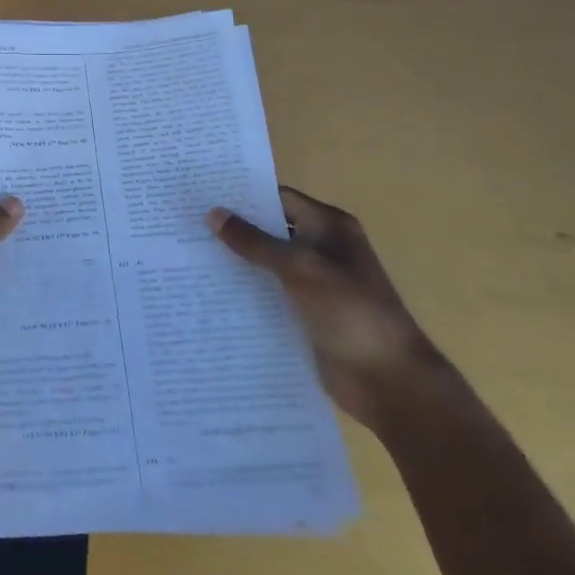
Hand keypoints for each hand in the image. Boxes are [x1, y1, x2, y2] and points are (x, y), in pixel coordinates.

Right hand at [208, 186, 439, 431]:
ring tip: (187, 256)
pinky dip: (245, 293)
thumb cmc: (350, 312)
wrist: (389, 381)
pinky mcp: (306, 315)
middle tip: (185, 224)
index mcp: (330, 228)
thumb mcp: (300, 268)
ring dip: (236, 263)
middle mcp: (322, 249)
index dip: (243, 196)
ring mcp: (314, 284)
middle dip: (234, 229)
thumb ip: (255, 242)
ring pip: (266, 265)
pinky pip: (269, 295)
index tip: (202, 193)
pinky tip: (210, 293)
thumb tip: (214, 213)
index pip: (279, 199)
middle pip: (270, 231)